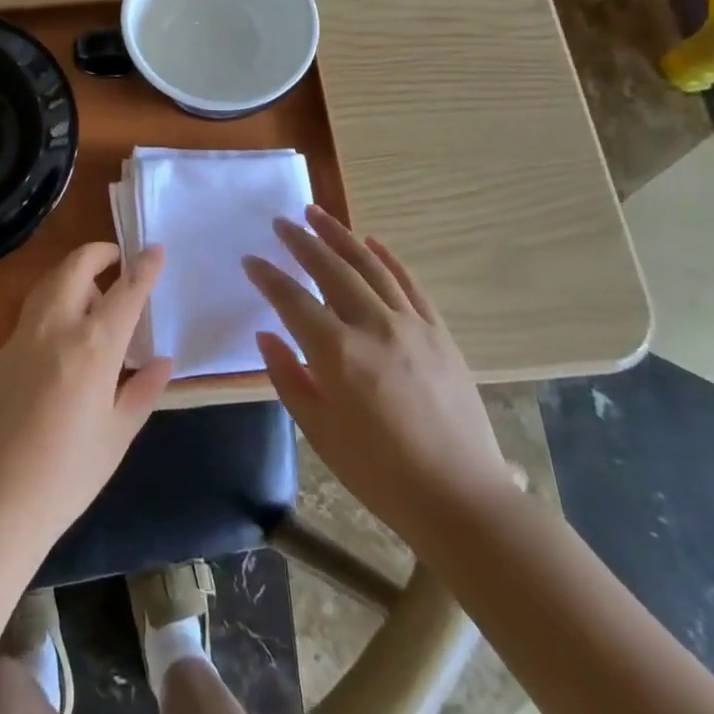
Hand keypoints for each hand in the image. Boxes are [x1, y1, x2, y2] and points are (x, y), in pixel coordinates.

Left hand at [0, 242, 173, 546]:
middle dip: (99, 253)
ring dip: (73, 275)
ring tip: (94, 298)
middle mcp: (54, 329)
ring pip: (48, 283)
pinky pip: (32, 314)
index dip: (143, 267)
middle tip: (118, 260)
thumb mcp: (117, 436)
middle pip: (75, 267)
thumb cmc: (67, 476)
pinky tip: (63, 339)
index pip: (125, 291)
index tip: (155, 248)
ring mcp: (21, 337)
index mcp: (91, 348)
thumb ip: (142, 391)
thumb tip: (162, 361)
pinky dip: (54, 305)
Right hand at [244, 206, 514, 545]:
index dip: (268, 277)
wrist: (461, 499)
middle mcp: (372, 326)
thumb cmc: (380, 473)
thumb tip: (266, 336)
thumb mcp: (320, 433)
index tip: (251, 259)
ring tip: (317, 213)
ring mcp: (411, 325)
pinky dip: (387, 257)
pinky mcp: (438, 331)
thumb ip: (288, 378)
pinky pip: (408, 283)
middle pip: (329, 269)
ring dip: (339, 235)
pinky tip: (370, 241)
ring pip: (368, 265)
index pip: (292, 300)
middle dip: (301, 241)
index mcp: (337, 354)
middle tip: (281, 222)